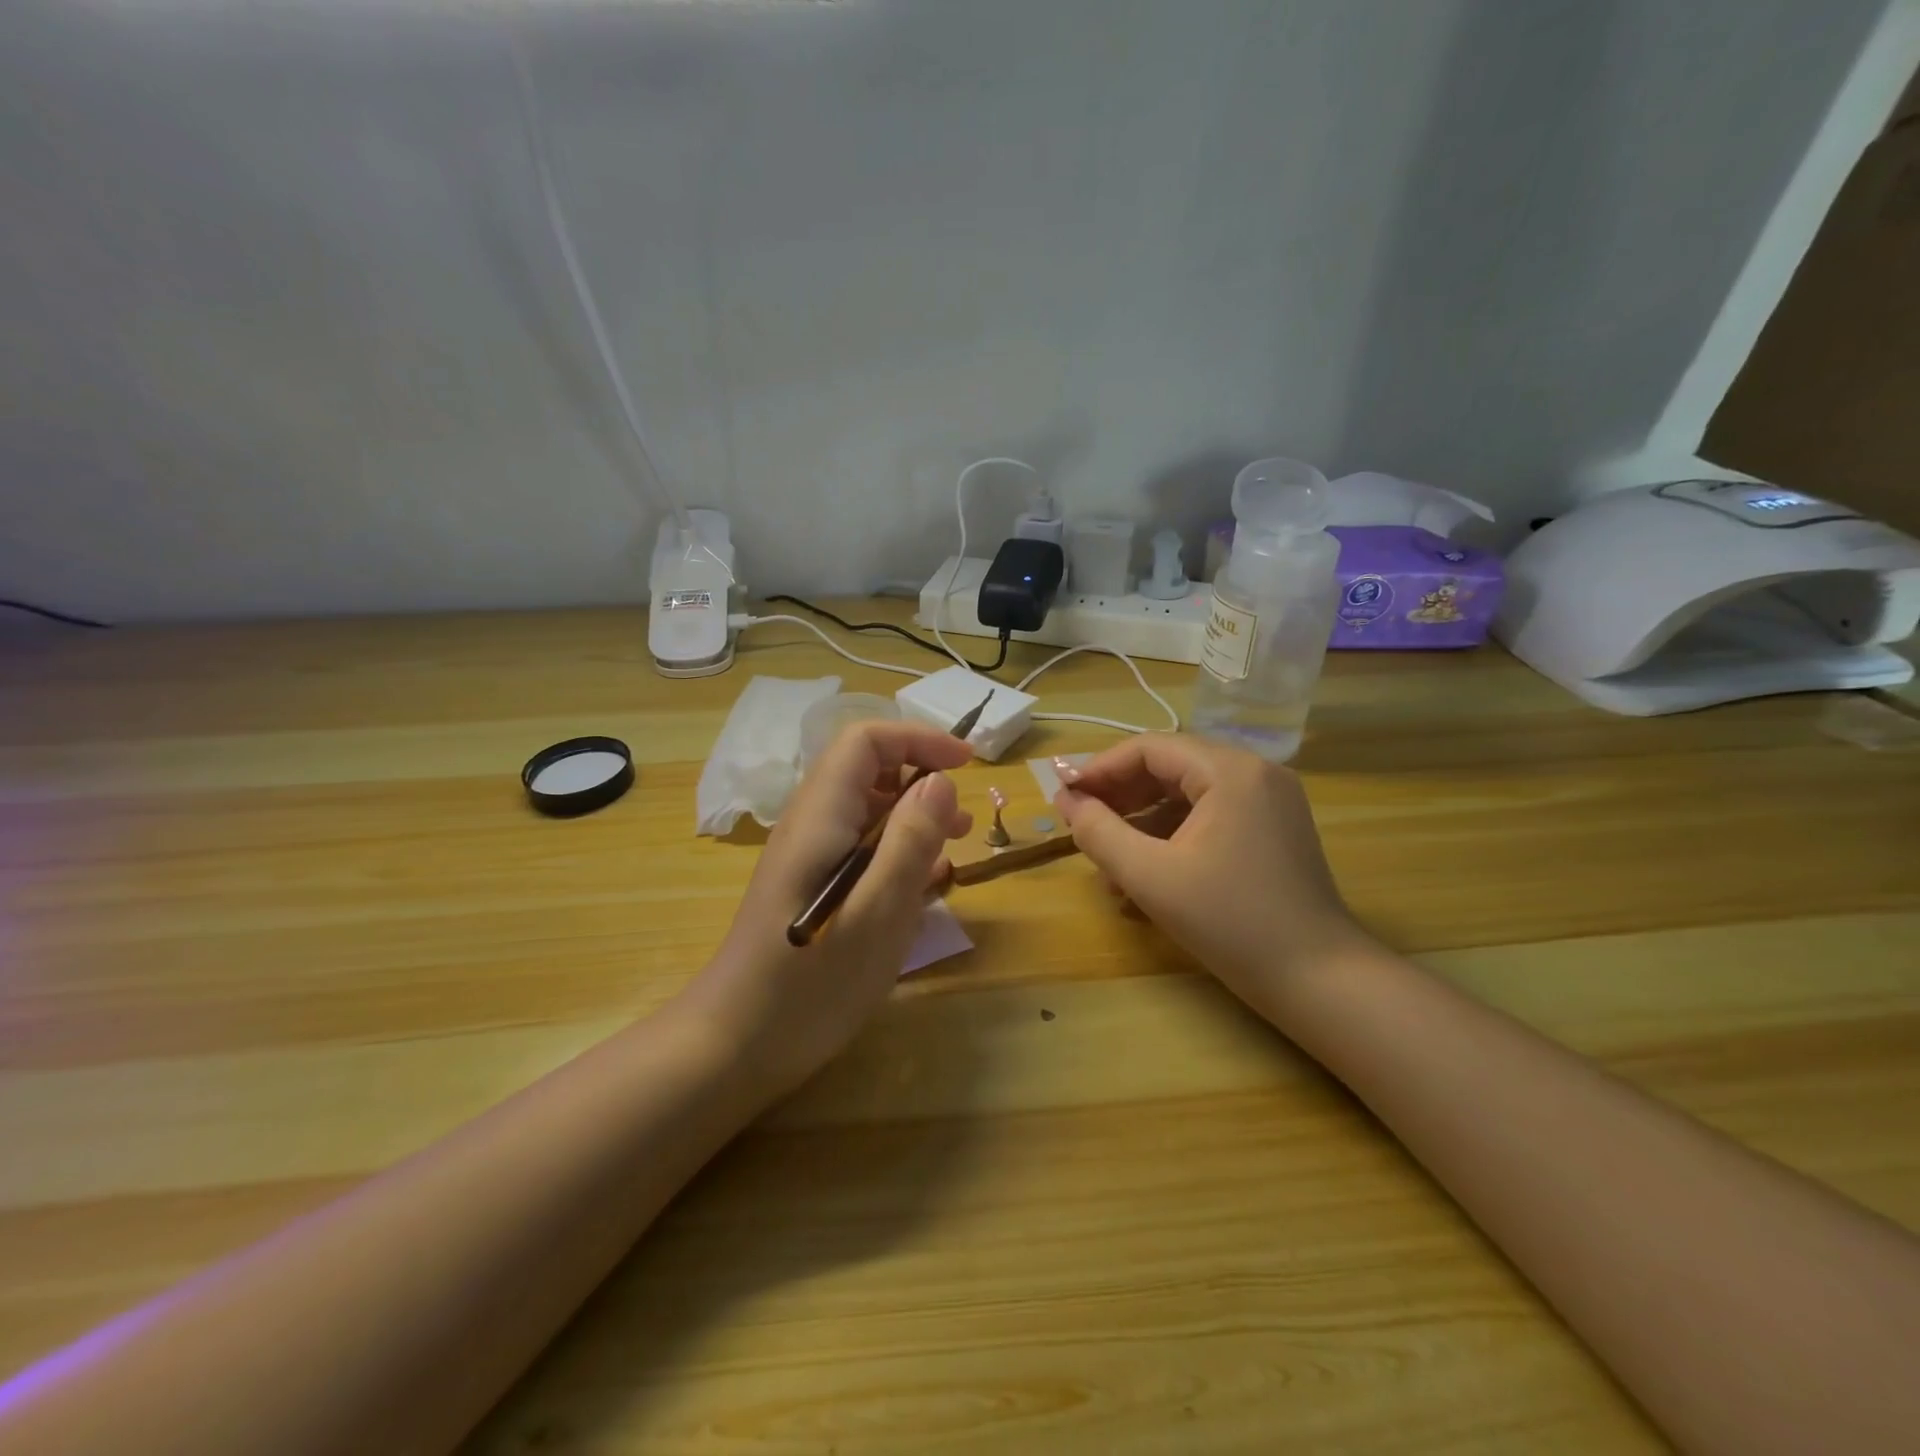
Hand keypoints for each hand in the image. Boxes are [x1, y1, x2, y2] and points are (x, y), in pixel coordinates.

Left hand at [682, 720, 972, 1099]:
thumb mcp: (878, 913)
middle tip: (963, 820)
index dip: (917, 739)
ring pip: (867, 811)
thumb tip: (940, 780)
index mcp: (821, 817)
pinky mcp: (813, 887)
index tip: (965, 764)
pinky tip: (925, 886)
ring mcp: (809, 857)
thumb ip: (910, 841)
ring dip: (914, 818)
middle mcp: (811, 825)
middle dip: (920, 780)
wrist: (737, 1045)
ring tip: (954, 849)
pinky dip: (898, 853)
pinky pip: (861, 849)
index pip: (865, 741)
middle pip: (866, 771)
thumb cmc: (811, 982)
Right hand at [1054, 734, 1370, 1020]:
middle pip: (1170, 766)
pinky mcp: (1273, 828)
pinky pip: (1210, 815)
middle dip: (1120, 794)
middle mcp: (1255, 772)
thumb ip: (1099, 832)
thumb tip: (1066, 801)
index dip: (1099, 769)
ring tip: (1106, 855)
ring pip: (1188, 793)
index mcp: (1230, 771)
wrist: (1319, 980)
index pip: (1149, 749)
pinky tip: (1145, 870)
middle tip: (1079, 821)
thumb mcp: (1150, 877)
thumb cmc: (1231, 923)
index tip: (1063, 796)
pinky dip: (1173, 835)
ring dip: (1142, 819)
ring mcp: (1269, 800)